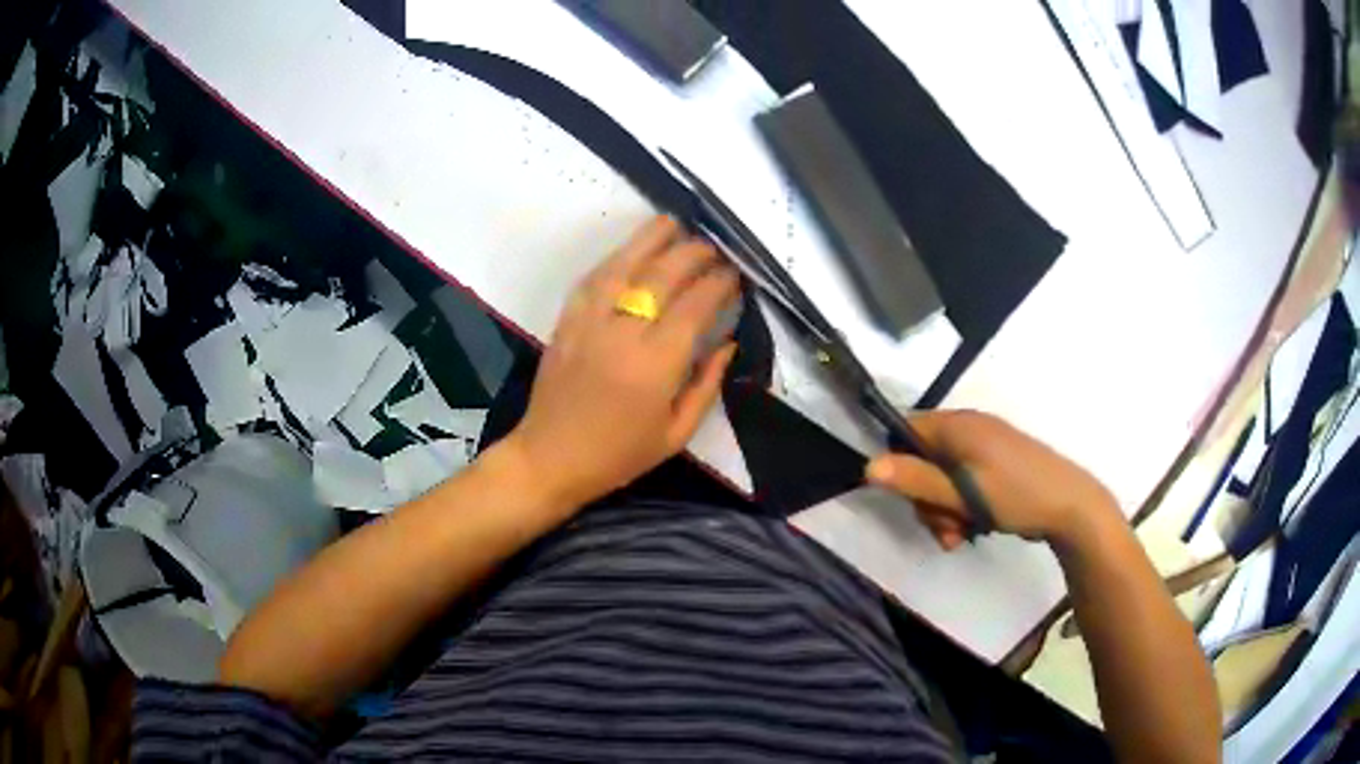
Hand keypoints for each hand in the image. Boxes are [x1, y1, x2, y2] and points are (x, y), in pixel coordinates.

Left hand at [505, 216, 738, 508]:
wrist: (550, 457)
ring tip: (674, 224)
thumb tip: (728, 342)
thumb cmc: (619, 455)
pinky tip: (630, 250)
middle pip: (663, 275)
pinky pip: (593, 279)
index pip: (695, 305)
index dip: (718, 283)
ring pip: (624, 265)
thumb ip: (706, 384)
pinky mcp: (566, 320)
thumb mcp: (676, 434)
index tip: (734, 274)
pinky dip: (615, 259)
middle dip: (693, 253)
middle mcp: (623, 333)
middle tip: (712, 248)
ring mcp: (589, 321)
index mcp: (656, 365)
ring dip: (651, 239)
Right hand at [865, 411, 1121, 549]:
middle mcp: (969, 429)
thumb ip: (917, 480)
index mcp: (959, 425)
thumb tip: (869, 466)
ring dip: (943, 511)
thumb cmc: (1017, 495)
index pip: (906, 430)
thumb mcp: (963, 494)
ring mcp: (984, 448)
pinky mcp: (995, 466)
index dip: (898, 463)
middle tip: (943, 528)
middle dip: (926, 499)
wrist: (1071, 506)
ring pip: (942, 478)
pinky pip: (963, 483)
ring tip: (960, 536)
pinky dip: (961, 507)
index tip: (907, 498)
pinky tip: (971, 530)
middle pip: (923, 460)